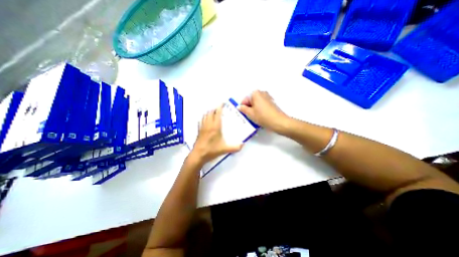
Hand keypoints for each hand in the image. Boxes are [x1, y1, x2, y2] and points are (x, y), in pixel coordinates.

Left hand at [190, 104, 241, 163]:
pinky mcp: (199, 130)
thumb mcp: (225, 149)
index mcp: (215, 127)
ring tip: (214, 112)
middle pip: (210, 112)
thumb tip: (243, 145)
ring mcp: (202, 127)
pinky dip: (205, 117)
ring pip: (205, 115)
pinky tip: (206, 119)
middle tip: (220, 108)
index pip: (217, 113)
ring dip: (210, 112)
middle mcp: (208, 124)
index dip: (220, 107)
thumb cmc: (212, 150)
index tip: (222, 103)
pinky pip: (201, 120)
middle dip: (215, 108)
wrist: (198, 155)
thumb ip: (235, 147)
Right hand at [238, 90, 287, 131]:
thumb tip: (239, 107)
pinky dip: (260, 110)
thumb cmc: (262, 116)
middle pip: (251, 101)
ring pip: (257, 104)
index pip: (245, 100)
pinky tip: (261, 117)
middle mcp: (262, 93)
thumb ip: (243, 109)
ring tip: (256, 118)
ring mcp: (268, 97)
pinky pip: (262, 105)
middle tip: (250, 116)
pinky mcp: (272, 103)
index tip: (244, 114)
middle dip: (249, 108)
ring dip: (254, 110)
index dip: (243, 108)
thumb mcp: (250, 113)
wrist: (278, 122)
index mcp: (255, 93)